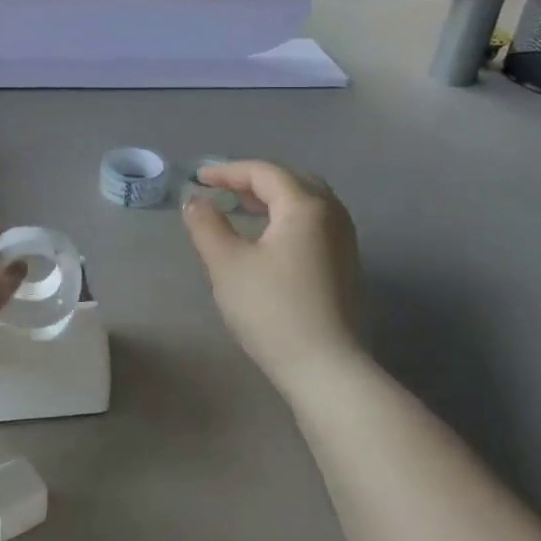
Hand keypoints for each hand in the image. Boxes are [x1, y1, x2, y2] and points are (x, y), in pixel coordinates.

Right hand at [182, 161, 367, 394]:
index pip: (264, 173)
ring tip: (242, 209)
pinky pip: (314, 224)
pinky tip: (267, 239)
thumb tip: (194, 199)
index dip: (228, 171)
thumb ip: (206, 224)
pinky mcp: (345, 266)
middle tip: (222, 189)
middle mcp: (332, 215)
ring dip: (272, 199)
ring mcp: (344, 241)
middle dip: (254, 181)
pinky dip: (287, 218)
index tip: (198, 179)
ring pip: (306, 203)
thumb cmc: (272, 309)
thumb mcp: (227, 263)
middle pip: (292, 181)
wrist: (325, 368)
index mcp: (306, 206)